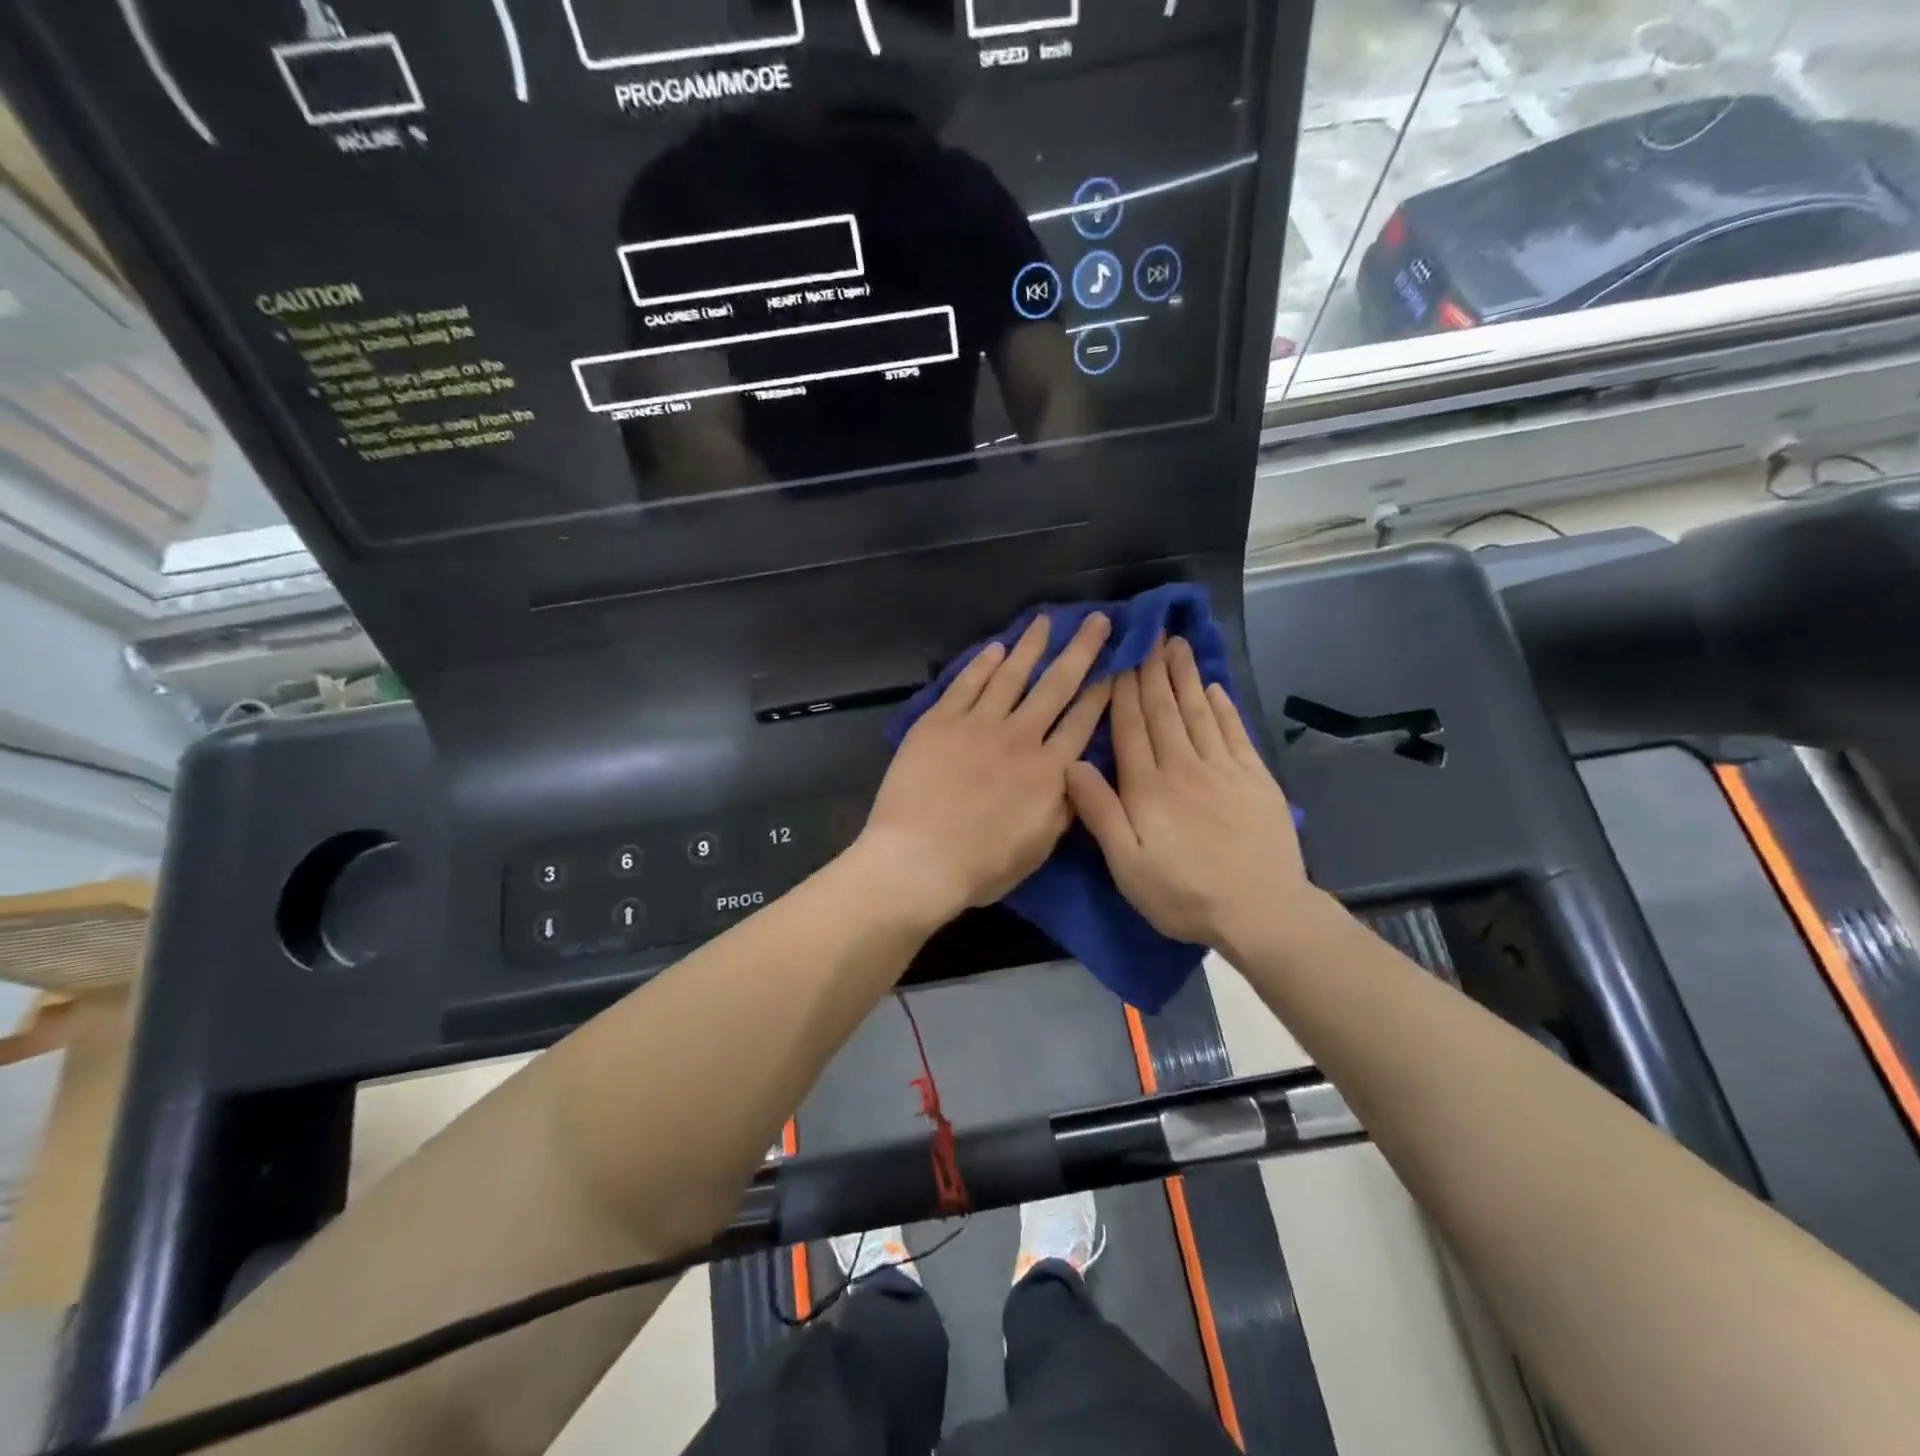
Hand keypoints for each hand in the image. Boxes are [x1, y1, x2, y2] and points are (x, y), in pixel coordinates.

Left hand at [856, 614, 1113, 925]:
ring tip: (1046, 621)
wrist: (917, 859)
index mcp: (1049, 772)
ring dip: (1031, 646)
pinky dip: (982, 664)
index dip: (1103, 690)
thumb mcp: (1039, 848)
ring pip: (1011, 676)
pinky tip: (996, 648)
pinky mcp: (939, 722)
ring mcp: (977, 725)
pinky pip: (966, 685)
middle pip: (1056, 686)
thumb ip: (1064, 808)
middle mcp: (1020, 738)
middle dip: (1081, 650)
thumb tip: (1080, 776)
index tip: (1117, 663)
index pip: (1083, 721)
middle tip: (1097, 619)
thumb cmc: (980, 866)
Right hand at [1066, 637, 1312, 951]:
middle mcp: (1183, 766)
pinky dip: (1224, 707)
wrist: (1260, 910)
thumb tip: (1072, 762)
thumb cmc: (1182, 893)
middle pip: (1164, 710)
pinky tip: (1215, 688)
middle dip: (1154, 671)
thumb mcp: (1126, 864)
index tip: (1120, 656)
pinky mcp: (1255, 779)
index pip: (1131, 727)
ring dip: (1186, 677)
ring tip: (1178, 645)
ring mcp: (1223, 770)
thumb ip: (1099, 812)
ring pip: (1199, 713)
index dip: (1123, 690)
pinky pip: (1235, 733)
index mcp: (1148, 787)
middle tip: (1151, 633)